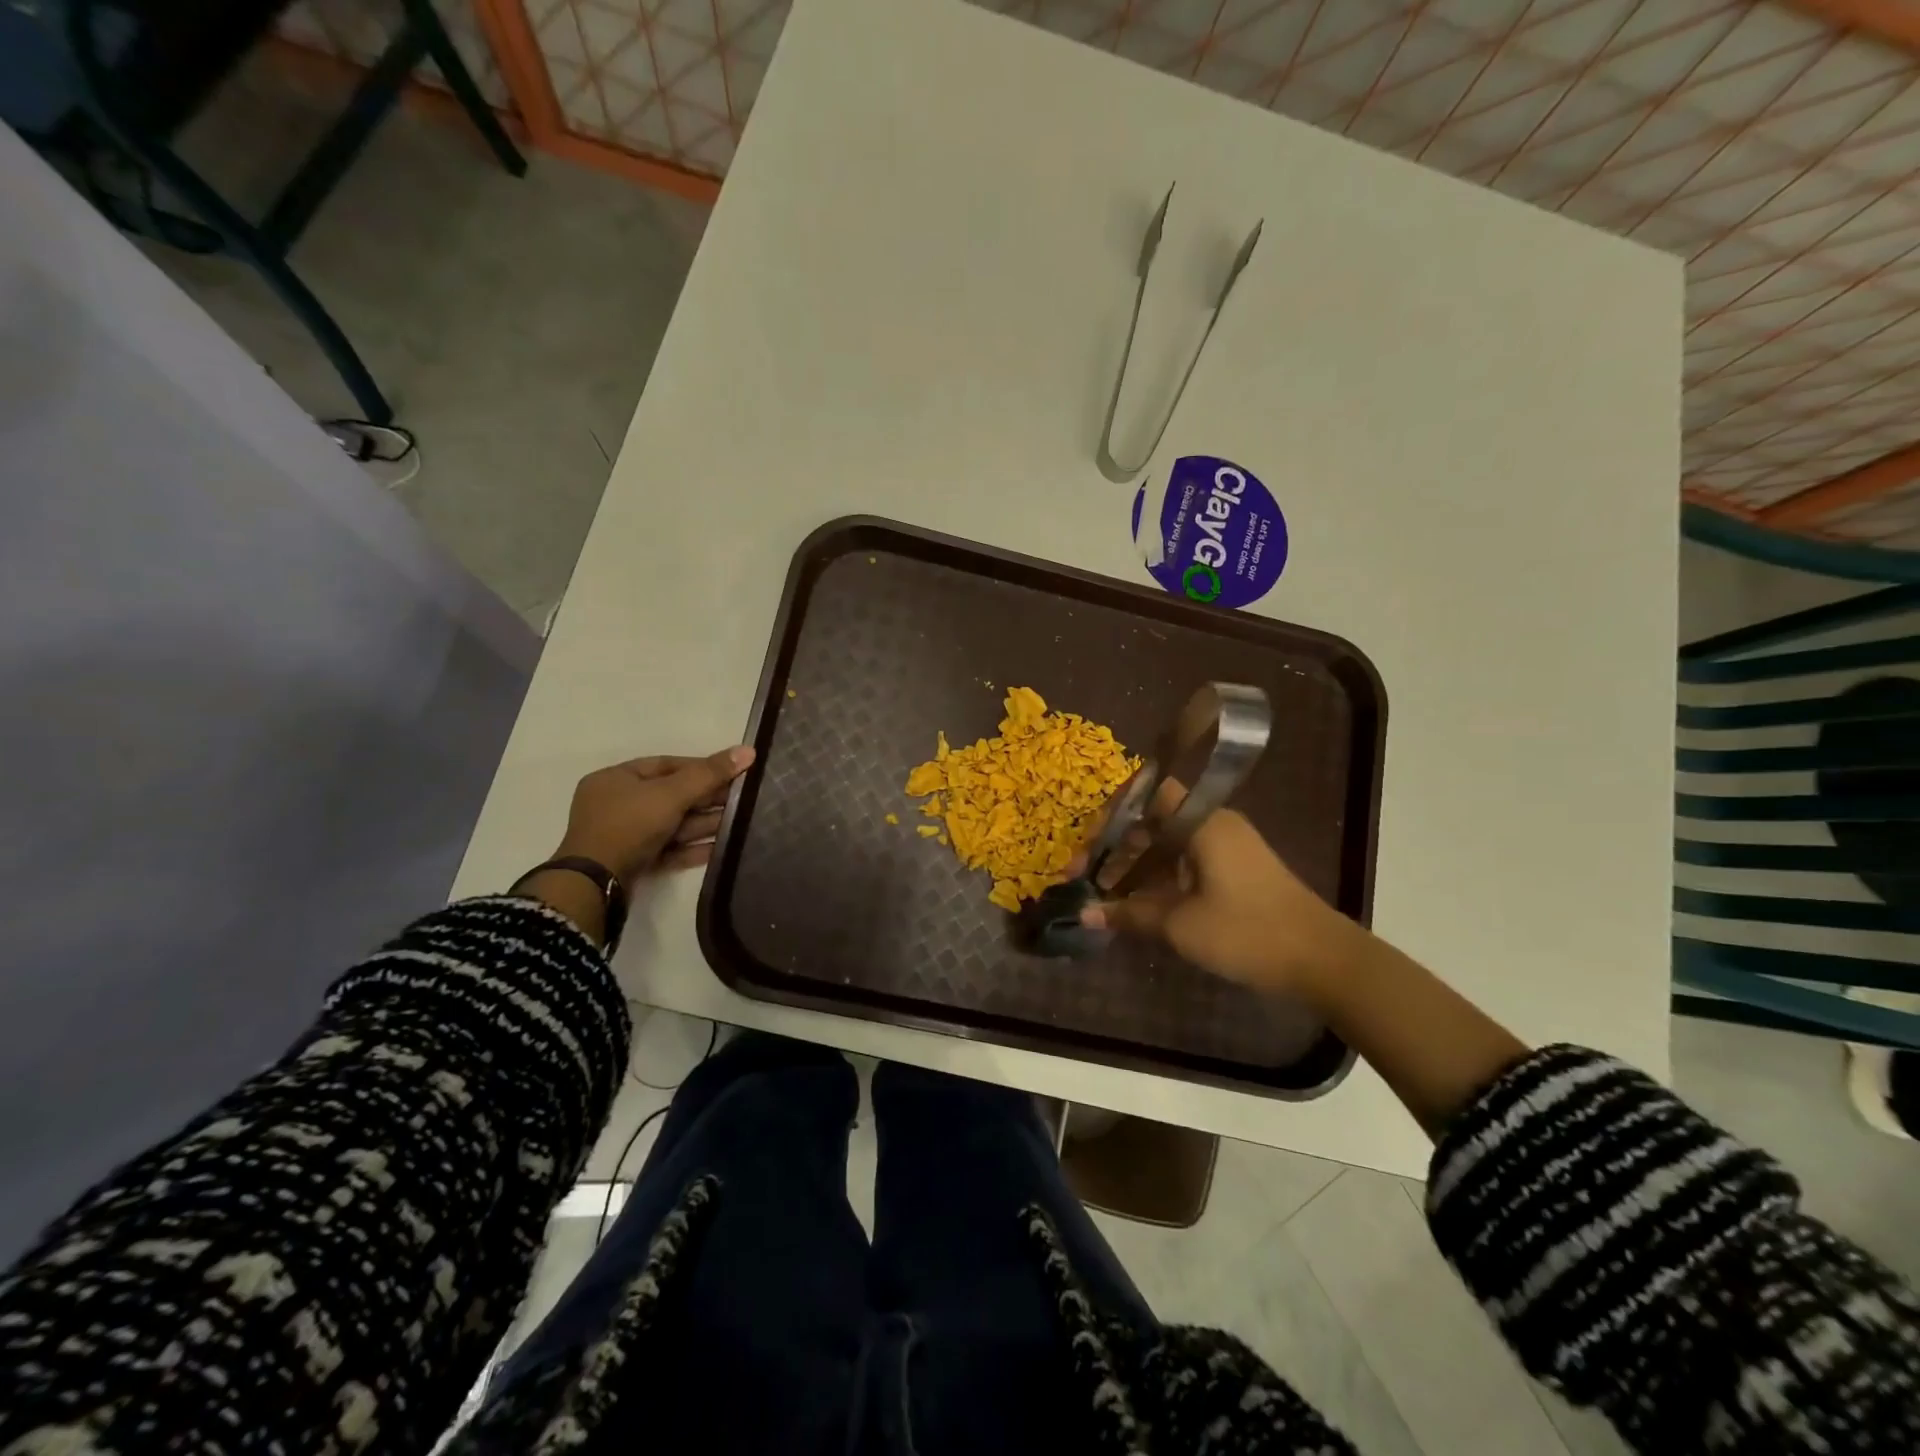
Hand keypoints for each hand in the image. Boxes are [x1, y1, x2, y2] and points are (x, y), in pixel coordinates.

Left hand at [554, 746, 755, 884]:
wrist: (595, 885)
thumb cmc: (629, 825)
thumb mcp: (671, 794)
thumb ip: (710, 774)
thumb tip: (748, 750)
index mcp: (616, 779)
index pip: (666, 765)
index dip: (701, 767)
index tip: (733, 772)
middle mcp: (616, 804)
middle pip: (671, 795)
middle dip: (707, 799)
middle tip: (742, 800)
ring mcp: (623, 836)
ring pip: (671, 824)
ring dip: (704, 824)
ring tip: (739, 824)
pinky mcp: (633, 863)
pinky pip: (668, 849)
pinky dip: (692, 848)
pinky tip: (720, 848)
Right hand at [1081, 807, 1363, 999]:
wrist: (1323, 960)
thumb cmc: (1247, 932)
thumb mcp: (1180, 925)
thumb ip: (1129, 914)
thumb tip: (1083, 913)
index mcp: (1202, 822)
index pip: (1148, 794)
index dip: (1112, 814)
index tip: (1088, 845)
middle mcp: (1214, 824)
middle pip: (1153, 822)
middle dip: (1116, 847)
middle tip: (1085, 877)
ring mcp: (1227, 848)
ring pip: (1168, 845)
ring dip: (1136, 866)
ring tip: (1105, 894)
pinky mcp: (1236, 871)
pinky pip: (1186, 862)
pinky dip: (1160, 877)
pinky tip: (1139, 904)